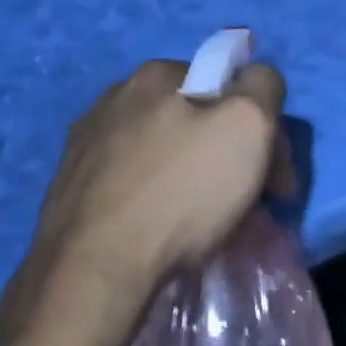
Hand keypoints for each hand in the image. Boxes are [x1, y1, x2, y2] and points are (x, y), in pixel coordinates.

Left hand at [0, 59, 289, 345]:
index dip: (261, 130)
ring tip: (206, 224)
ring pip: (162, 152)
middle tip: (249, 207)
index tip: (275, 179)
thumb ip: (263, 86)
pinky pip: (131, 182)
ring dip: (192, 178)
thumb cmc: (179, 193)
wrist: (94, 270)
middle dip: (229, 156)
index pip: (228, 88)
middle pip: (195, 120)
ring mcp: (86, 142)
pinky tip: (162, 230)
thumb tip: (258, 80)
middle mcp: (114, 98)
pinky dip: (155, 198)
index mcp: (155, 75)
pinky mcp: (71, 186)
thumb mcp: (247, 126)